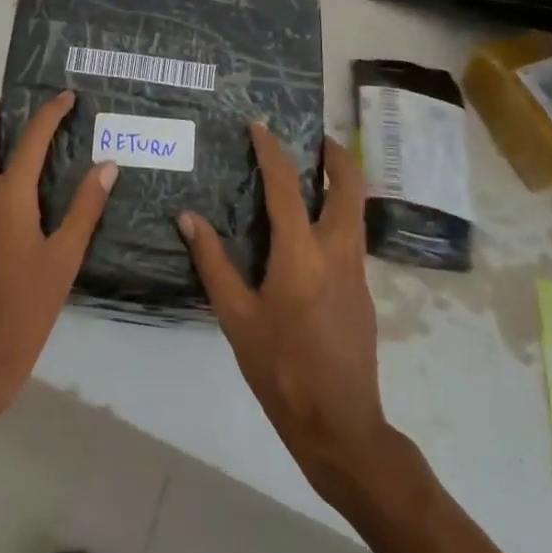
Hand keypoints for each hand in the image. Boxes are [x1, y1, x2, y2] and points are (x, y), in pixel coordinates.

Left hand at [0, 93, 115, 430]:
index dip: (49, 113)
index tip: (65, 96)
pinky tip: (3, 199)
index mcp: (8, 196)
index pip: (30, 139)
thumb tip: (106, 167)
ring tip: (13, 142)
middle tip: (16, 105)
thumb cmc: (26, 308)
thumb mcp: (64, 259)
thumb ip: (85, 209)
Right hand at [178, 125, 390, 499]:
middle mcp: (336, 251)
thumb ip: (213, 263)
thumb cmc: (281, 369)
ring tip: (314, 174)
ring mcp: (356, 272)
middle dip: (337, 156)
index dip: (272, 151)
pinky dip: (338, 215)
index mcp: (300, 253)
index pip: (286, 186)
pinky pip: (352, 237)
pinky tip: (314, 231)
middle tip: (315, 139)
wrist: (341, 426)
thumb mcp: (236, 317)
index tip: (260, 126)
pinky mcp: (363, 292)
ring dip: (341, 183)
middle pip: (348, 187)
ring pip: (356, 211)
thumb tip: (188, 218)